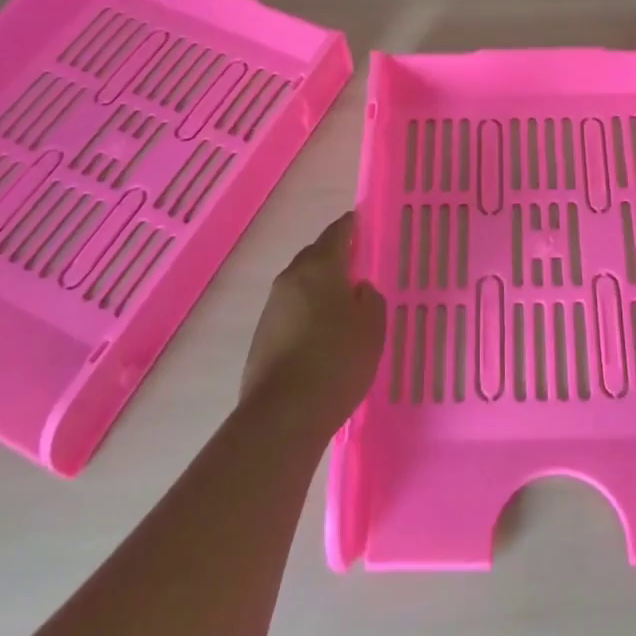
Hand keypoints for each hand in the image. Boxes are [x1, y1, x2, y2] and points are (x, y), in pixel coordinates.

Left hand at [241, 212, 385, 430]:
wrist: (284, 414)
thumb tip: (357, 290)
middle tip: (358, 263)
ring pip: (302, 284)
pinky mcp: (262, 336)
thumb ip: (370, 300)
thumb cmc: (337, 360)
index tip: (363, 221)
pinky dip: (308, 311)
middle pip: (316, 256)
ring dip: (320, 286)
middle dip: (335, 255)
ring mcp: (272, 308)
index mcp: (319, 267)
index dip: (352, 225)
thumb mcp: (372, 327)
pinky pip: (291, 310)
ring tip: (344, 302)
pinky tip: (323, 332)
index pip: (338, 232)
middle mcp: (291, 279)